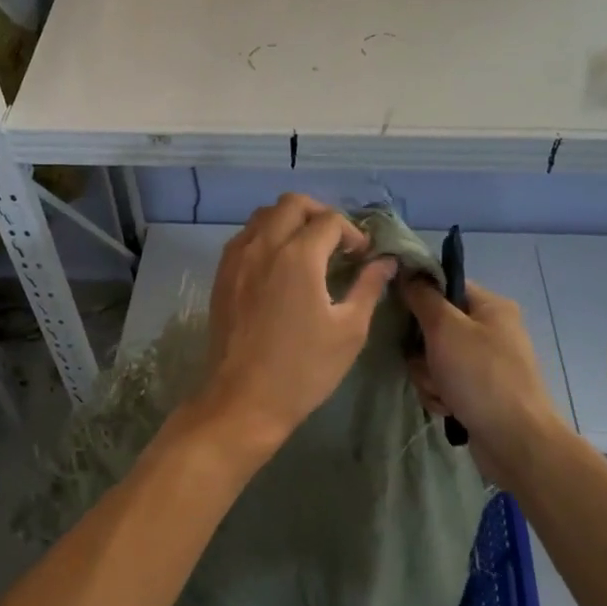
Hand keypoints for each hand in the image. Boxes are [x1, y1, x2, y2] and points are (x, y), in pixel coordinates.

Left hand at [194, 194, 397, 447]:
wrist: (243, 400)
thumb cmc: (303, 369)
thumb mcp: (349, 330)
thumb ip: (368, 287)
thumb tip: (385, 261)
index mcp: (297, 256)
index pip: (329, 221)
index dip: (352, 233)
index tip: (362, 256)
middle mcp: (263, 246)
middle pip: (291, 204)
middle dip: (320, 214)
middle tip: (336, 243)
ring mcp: (236, 259)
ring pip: (263, 216)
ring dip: (289, 221)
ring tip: (308, 250)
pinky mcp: (221, 276)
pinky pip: (244, 238)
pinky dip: (265, 237)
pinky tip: (278, 266)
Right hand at [402, 278, 568, 477]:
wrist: (515, 440)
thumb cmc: (481, 375)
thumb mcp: (446, 328)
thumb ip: (423, 297)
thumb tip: (408, 271)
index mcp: (491, 307)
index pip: (445, 286)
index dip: (420, 296)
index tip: (399, 311)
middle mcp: (491, 331)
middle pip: (434, 326)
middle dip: (422, 349)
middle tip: (427, 362)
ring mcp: (485, 363)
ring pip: (433, 358)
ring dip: (428, 375)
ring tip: (441, 390)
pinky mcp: (478, 391)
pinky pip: (443, 382)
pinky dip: (440, 394)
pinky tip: (448, 407)